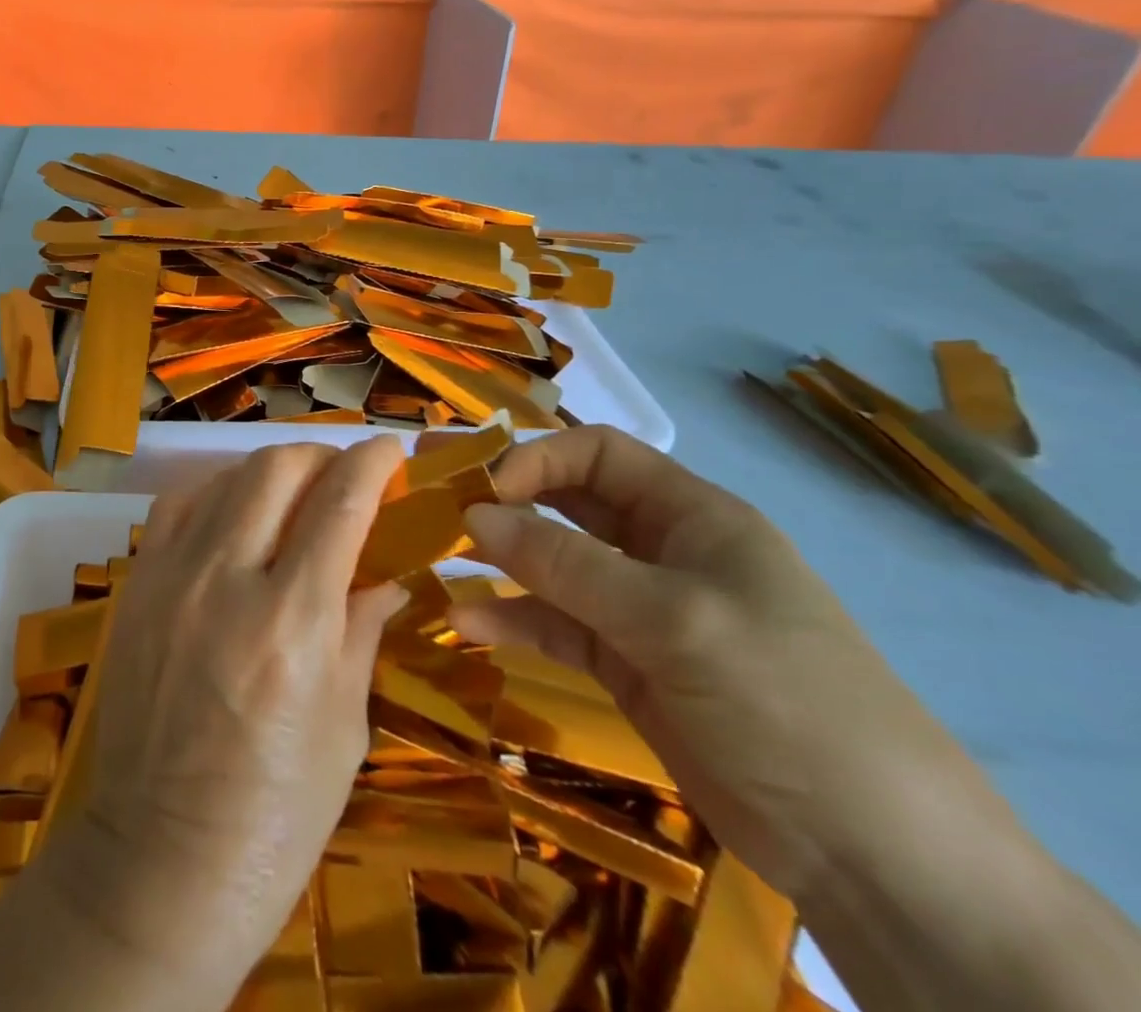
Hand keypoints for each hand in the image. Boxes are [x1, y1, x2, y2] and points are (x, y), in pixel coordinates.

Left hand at [54, 439, 408, 992]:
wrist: (159, 861)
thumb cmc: (274, 815)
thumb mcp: (344, 726)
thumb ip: (362, 629)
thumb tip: (388, 571)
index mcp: (292, 621)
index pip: (340, 503)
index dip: (372, 462)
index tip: (391, 450)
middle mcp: (226, 579)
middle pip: (276, 468)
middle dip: (320, 456)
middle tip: (343, 477)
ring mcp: (171, 576)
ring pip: (224, 478)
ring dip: (269, 472)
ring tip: (293, 496)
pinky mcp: (136, 586)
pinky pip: (176, 506)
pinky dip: (214, 494)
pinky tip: (232, 517)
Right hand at [449, 425, 982, 902]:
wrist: (875, 857)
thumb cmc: (785, 700)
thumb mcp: (672, 620)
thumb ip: (565, 564)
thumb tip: (473, 514)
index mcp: (691, 516)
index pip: (598, 455)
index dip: (538, 460)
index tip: (485, 490)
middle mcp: (661, 551)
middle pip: (568, 504)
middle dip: (505, 502)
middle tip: (437, 505)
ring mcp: (641, 612)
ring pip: (554, 566)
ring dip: (500, 563)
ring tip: (439, 562)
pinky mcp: (625, 665)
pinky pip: (555, 625)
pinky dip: (512, 620)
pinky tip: (466, 625)